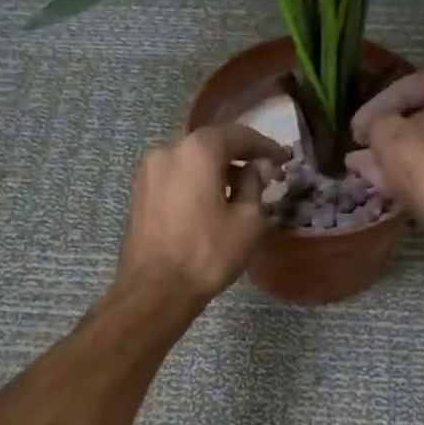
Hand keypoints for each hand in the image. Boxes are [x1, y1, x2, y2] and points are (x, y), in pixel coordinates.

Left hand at [115, 124, 288, 305]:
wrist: (155, 289)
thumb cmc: (207, 254)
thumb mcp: (248, 221)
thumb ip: (255, 186)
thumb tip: (253, 171)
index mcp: (197, 151)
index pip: (237, 135)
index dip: (264, 146)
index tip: (283, 158)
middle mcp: (168, 150)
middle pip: (211, 145)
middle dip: (239, 157)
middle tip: (264, 174)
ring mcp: (148, 172)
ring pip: (191, 162)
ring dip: (217, 171)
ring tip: (239, 192)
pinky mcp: (140, 194)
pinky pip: (176, 178)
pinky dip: (197, 183)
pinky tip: (211, 203)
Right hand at [347, 69, 423, 255]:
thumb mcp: (387, 134)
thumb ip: (375, 123)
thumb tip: (373, 130)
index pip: (409, 86)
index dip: (374, 106)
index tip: (354, 128)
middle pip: (421, 116)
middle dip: (385, 132)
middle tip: (360, 144)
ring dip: (393, 154)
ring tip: (360, 166)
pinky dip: (412, 169)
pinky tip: (381, 181)